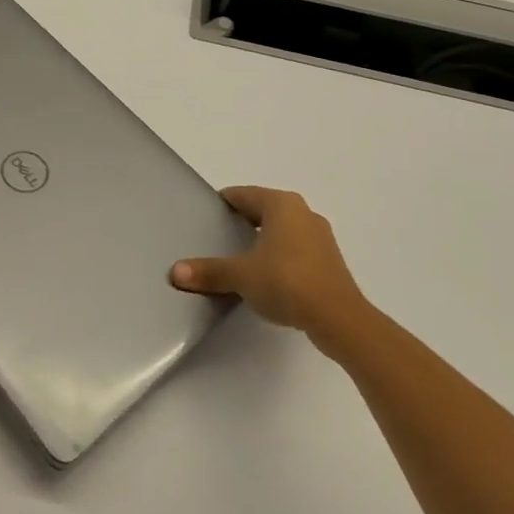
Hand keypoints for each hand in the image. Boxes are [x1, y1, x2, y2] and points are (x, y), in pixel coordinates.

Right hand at [170, 187, 370, 352]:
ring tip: (239, 259)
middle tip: (218, 236)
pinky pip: (296, 250)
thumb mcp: (240, 275)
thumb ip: (209, 271)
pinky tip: (267, 277)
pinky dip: (279, 257)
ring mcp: (320, 237)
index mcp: (281, 204)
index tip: (206, 215)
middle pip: (263, 210)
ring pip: (282, 230)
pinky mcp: (329, 262)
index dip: (223, 203)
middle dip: (242, 221)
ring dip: (263, 240)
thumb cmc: (286, 282)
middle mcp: (303, 212)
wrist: (339, 319)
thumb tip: (175, 272)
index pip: (243, 194)